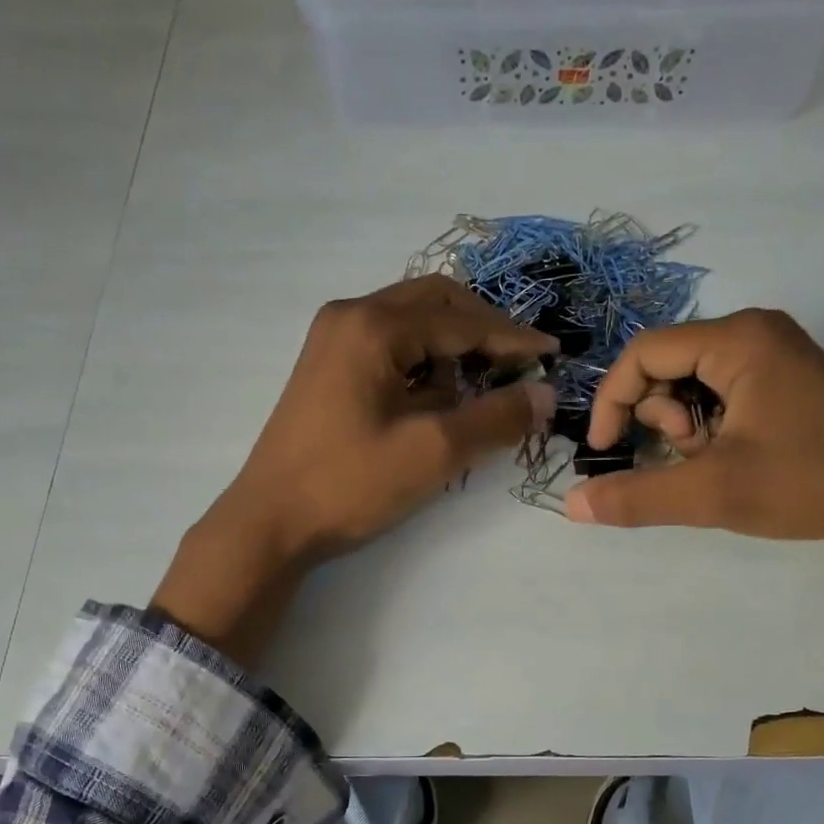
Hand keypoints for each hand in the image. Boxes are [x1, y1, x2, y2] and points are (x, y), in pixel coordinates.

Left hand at [152, 276, 555, 663]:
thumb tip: (545, 394)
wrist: (271, 521)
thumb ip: (495, 418)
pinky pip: (389, 347)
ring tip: (475, 393)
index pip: (461, 320)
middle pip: (434, 303)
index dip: (512, 338)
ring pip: (411, 324)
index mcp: (374, 326)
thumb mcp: (434, 452)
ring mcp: (332, 340)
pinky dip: (422, 364)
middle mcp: (350, 316)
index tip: (553, 355)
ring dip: (451, 348)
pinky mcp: (327, 367)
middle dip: (481, 330)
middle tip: (518, 364)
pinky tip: (435, 401)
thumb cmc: (350, 483)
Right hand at [567, 309, 823, 542]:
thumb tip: (571, 505)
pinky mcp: (785, 380)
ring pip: (692, 383)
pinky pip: (721, 393)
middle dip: (662, 419)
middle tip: (688, 458)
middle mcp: (755, 333)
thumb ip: (636, 496)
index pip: (644, 352)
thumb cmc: (804, 483)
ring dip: (686, 428)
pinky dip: (710, 428)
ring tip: (716, 463)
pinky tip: (733, 458)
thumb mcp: (712, 492)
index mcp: (738, 340)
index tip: (606, 451)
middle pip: (667, 366)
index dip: (612, 401)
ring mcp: (774, 354)